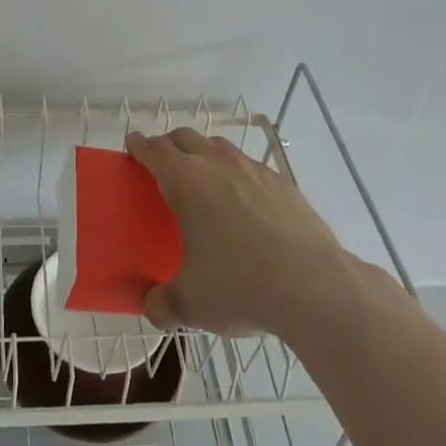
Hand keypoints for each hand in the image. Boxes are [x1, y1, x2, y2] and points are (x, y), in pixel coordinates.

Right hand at [126, 128, 354, 336]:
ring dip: (204, 153)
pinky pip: (251, 167)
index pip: (154, 151)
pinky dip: (238, 173)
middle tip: (161, 162)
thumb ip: (163, 304)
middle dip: (169, 144)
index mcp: (186, 181)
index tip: (132, 144)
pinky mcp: (284, 184)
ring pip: (220, 147)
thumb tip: (152, 308)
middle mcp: (218, 164)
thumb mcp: (191, 304)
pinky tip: (244, 200)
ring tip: (203, 177)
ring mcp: (254, 170)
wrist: (313, 286)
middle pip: (186, 138)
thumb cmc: (240, 285)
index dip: (140, 146)